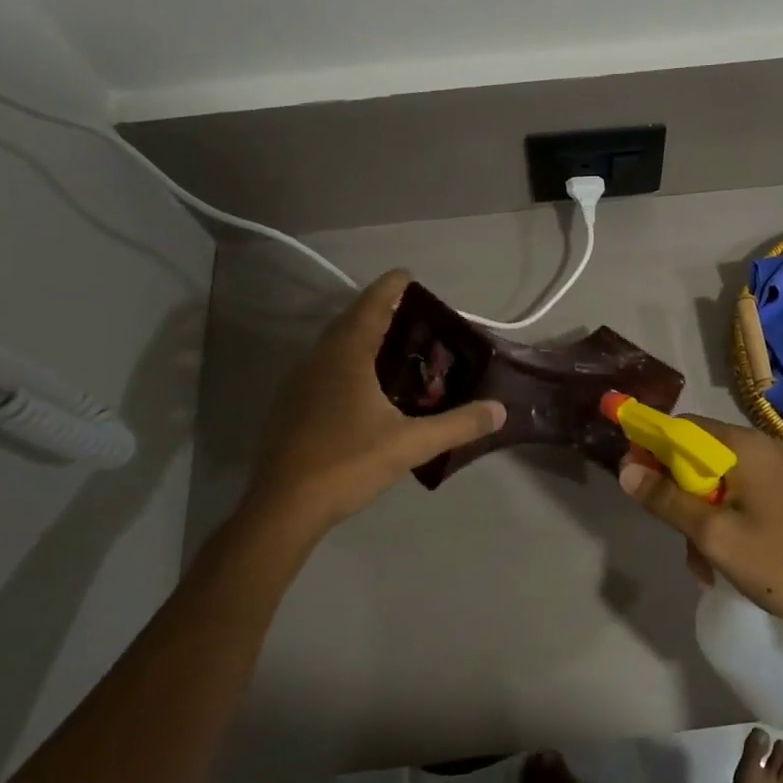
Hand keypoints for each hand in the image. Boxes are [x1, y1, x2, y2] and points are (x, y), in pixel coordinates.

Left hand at [243, 270, 505, 538]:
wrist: (283, 507)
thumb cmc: (348, 464)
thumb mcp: (411, 444)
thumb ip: (458, 425)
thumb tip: (500, 410)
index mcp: (346, 356)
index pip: (372, 306)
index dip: (391, 287)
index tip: (409, 275)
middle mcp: (318, 359)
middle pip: (350, 320)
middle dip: (379, 310)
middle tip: (411, 313)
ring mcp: (298, 381)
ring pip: (333, 345)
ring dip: (360, 335)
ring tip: (391, 344)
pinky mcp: (289, 404)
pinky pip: (323, 366)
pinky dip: (346, 360)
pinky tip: (362, 386)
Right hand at [618, 417, 782, 653]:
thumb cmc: (776, 562)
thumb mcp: (712, 534)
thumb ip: (666, 499)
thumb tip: (625, 470)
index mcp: (745, 447)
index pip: (684, 426)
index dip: (652, 445)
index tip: (632, 476)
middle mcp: (760, 449)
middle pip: (698, 455)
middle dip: (677, 493)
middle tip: (672, 531)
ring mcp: (775, 472)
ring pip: (715, 481)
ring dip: (698, 516)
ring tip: (701, 562)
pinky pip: (737, 496)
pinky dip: (721, 521)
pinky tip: (720, 560)